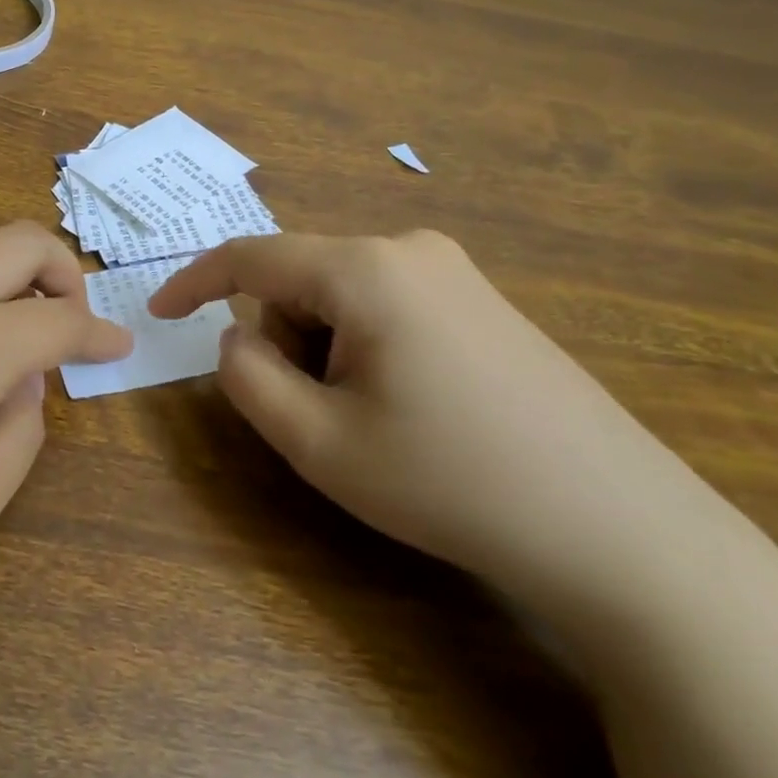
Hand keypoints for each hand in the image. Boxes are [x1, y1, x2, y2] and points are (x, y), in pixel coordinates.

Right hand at [150, 232, 712, 607]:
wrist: (620, 529)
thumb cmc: (450, 481)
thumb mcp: (319, 443)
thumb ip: (248, 377)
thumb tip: (236, 334)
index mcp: (364, 269)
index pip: (252, 257)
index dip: (194, 283)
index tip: (158, 314)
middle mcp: (408, 248)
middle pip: (300, 279)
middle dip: (283, 338)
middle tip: (316, 415)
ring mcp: (454, 270)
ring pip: (342, 293)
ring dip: (325, 347)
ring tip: (371, 419)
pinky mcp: (482, 300)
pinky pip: (387, 303)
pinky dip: (365, 345)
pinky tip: (413, 405)